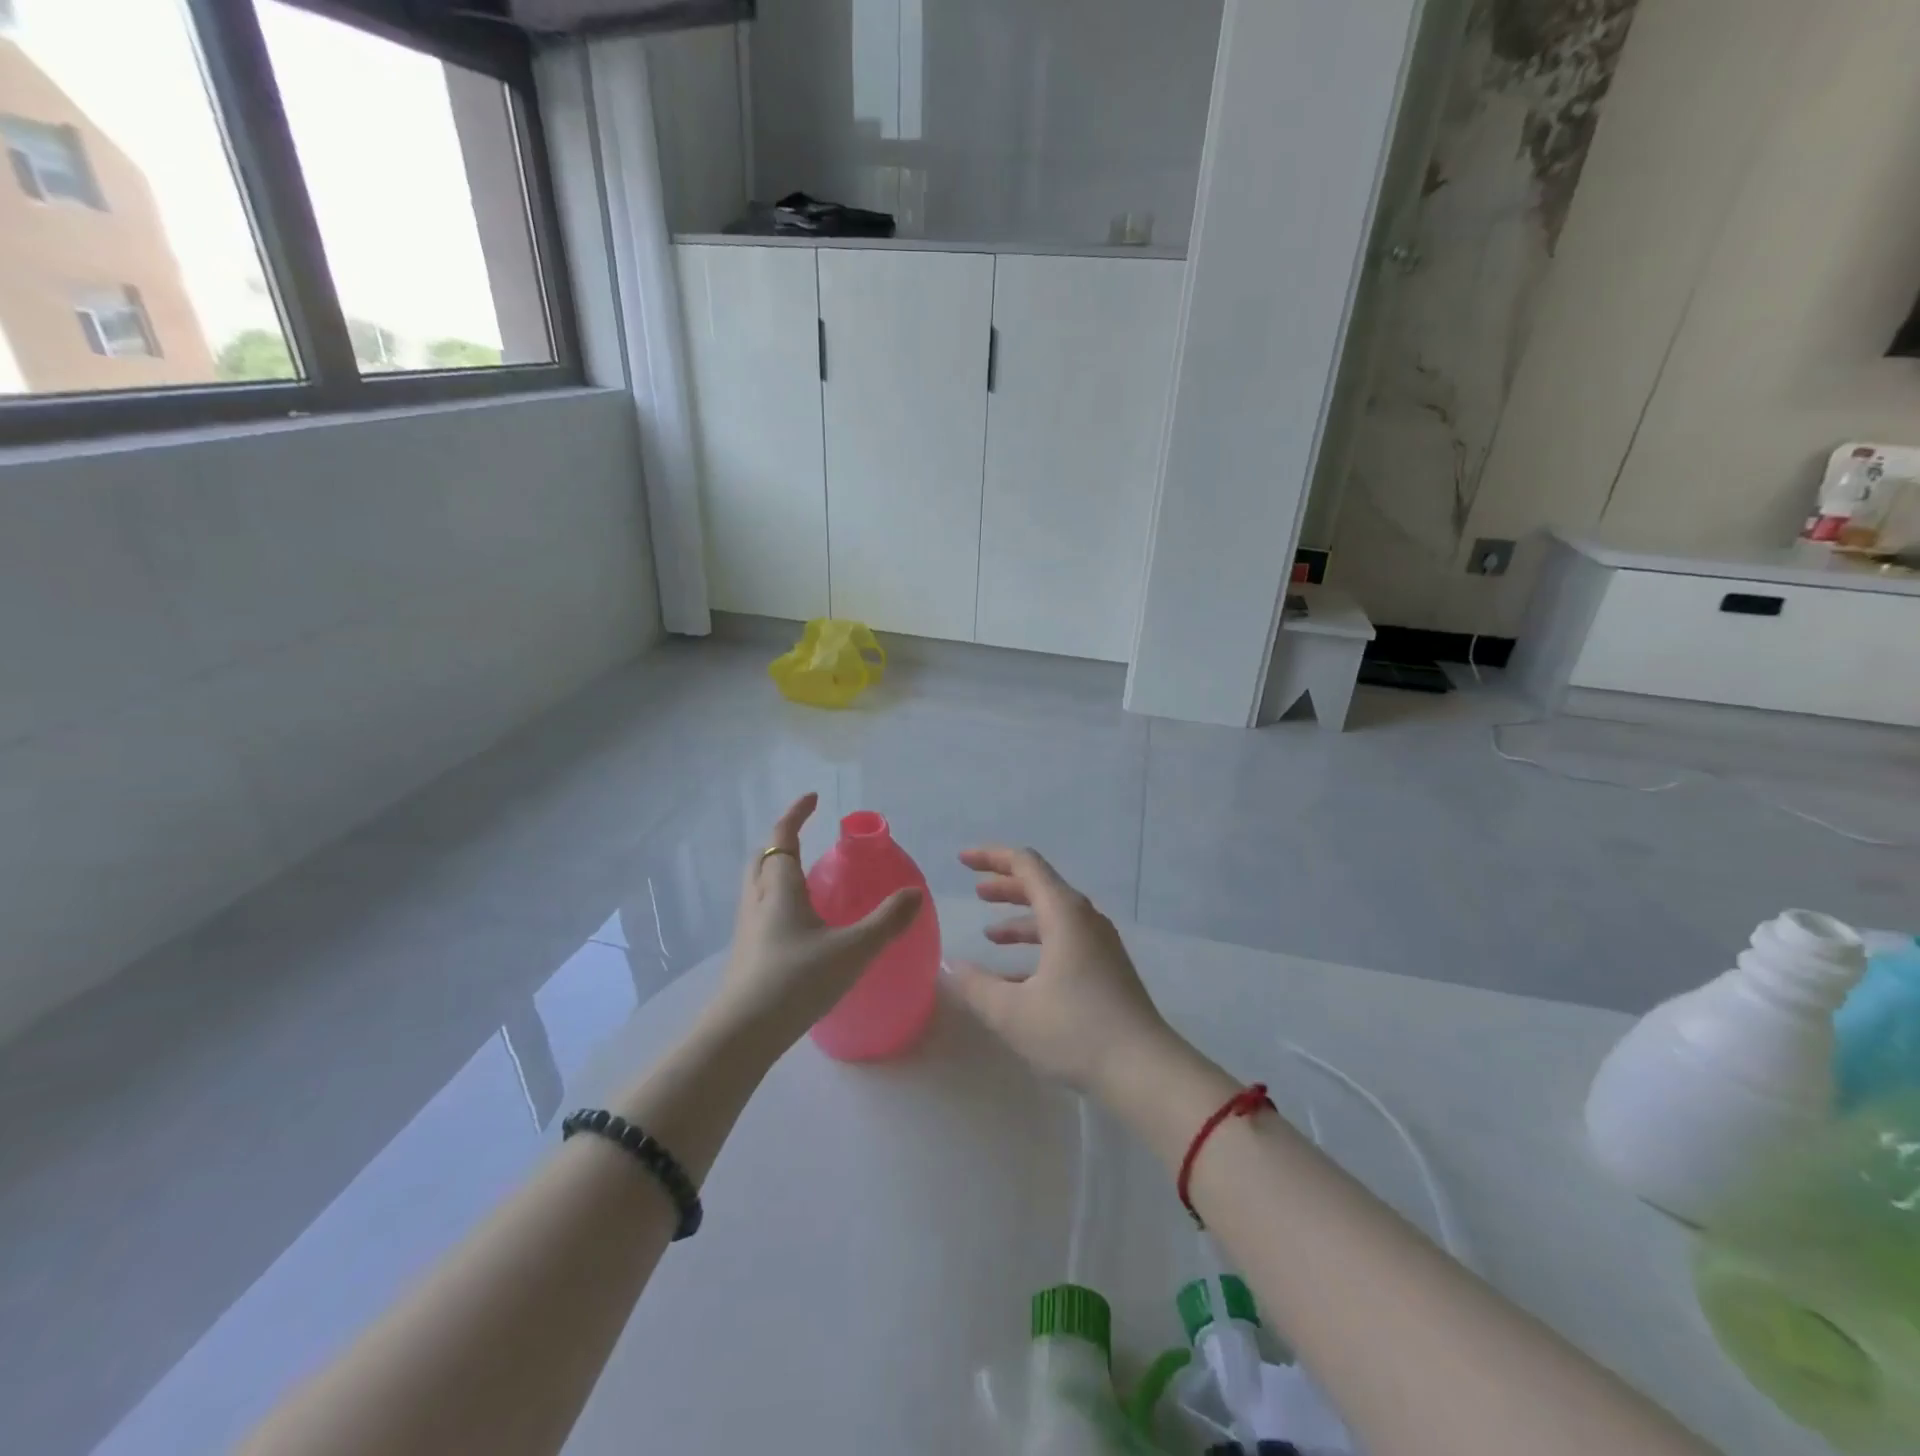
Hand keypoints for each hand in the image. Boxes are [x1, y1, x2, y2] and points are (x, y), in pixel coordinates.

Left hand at [708, 793, 922, 1050]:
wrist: (742, 1036)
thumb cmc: (796, 981)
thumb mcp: (852, 950)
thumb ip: (887, 921)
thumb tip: (915, 893)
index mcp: (779, 889)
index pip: (782, 838)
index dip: (796, 814)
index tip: (812, 798)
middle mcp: (758, 902)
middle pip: (762, 859)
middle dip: (781, 842)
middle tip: (805, 838)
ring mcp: (747, 930)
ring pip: (757, 887)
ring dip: (776, 872)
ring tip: (807, 881)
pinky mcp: (746, 956)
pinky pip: (760, 913)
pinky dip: (777, 902)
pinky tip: (799, 927)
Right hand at [947, 847, 1173, 1095]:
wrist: (1144, 1071)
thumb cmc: (1075, 1031)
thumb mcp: (1012, 1011)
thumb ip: (975, 985)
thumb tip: (949, 964)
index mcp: (1064, 914)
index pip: (1025, 864)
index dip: (991, 857)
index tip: (962, 861)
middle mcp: (1085, 919)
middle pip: (1041, 886)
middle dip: (1005, 886)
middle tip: (975, 891)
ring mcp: (1101, 944)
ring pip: (1054, 916)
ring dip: (1020, 919)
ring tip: (989, 935)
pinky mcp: (1108, 969)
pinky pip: (1066, 941)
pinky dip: (1038, 945)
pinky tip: (1017, 976)